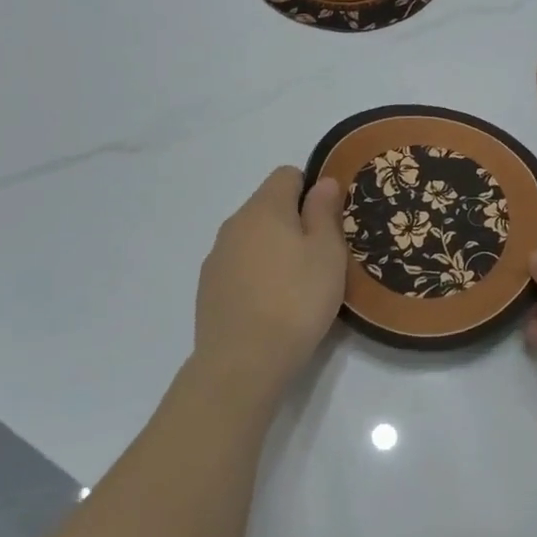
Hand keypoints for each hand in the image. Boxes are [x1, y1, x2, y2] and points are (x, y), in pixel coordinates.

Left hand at [193, 167, 347, 396]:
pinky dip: (256, 274)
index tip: (328, 221)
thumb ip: (324, 212)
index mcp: (265, 207)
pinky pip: (239, 265)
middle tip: (320, 257)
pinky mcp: (208, 287)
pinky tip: (270, 305)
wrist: (242, 362)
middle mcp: (235, 223)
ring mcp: (217, 256)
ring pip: (252, 237)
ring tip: (296, 285)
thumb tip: (323, 182)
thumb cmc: (297, 300)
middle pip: (268, 205)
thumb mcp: (327, 253)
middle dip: (293, 221)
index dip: (311, 190)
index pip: (287, 175)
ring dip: (273, 249)